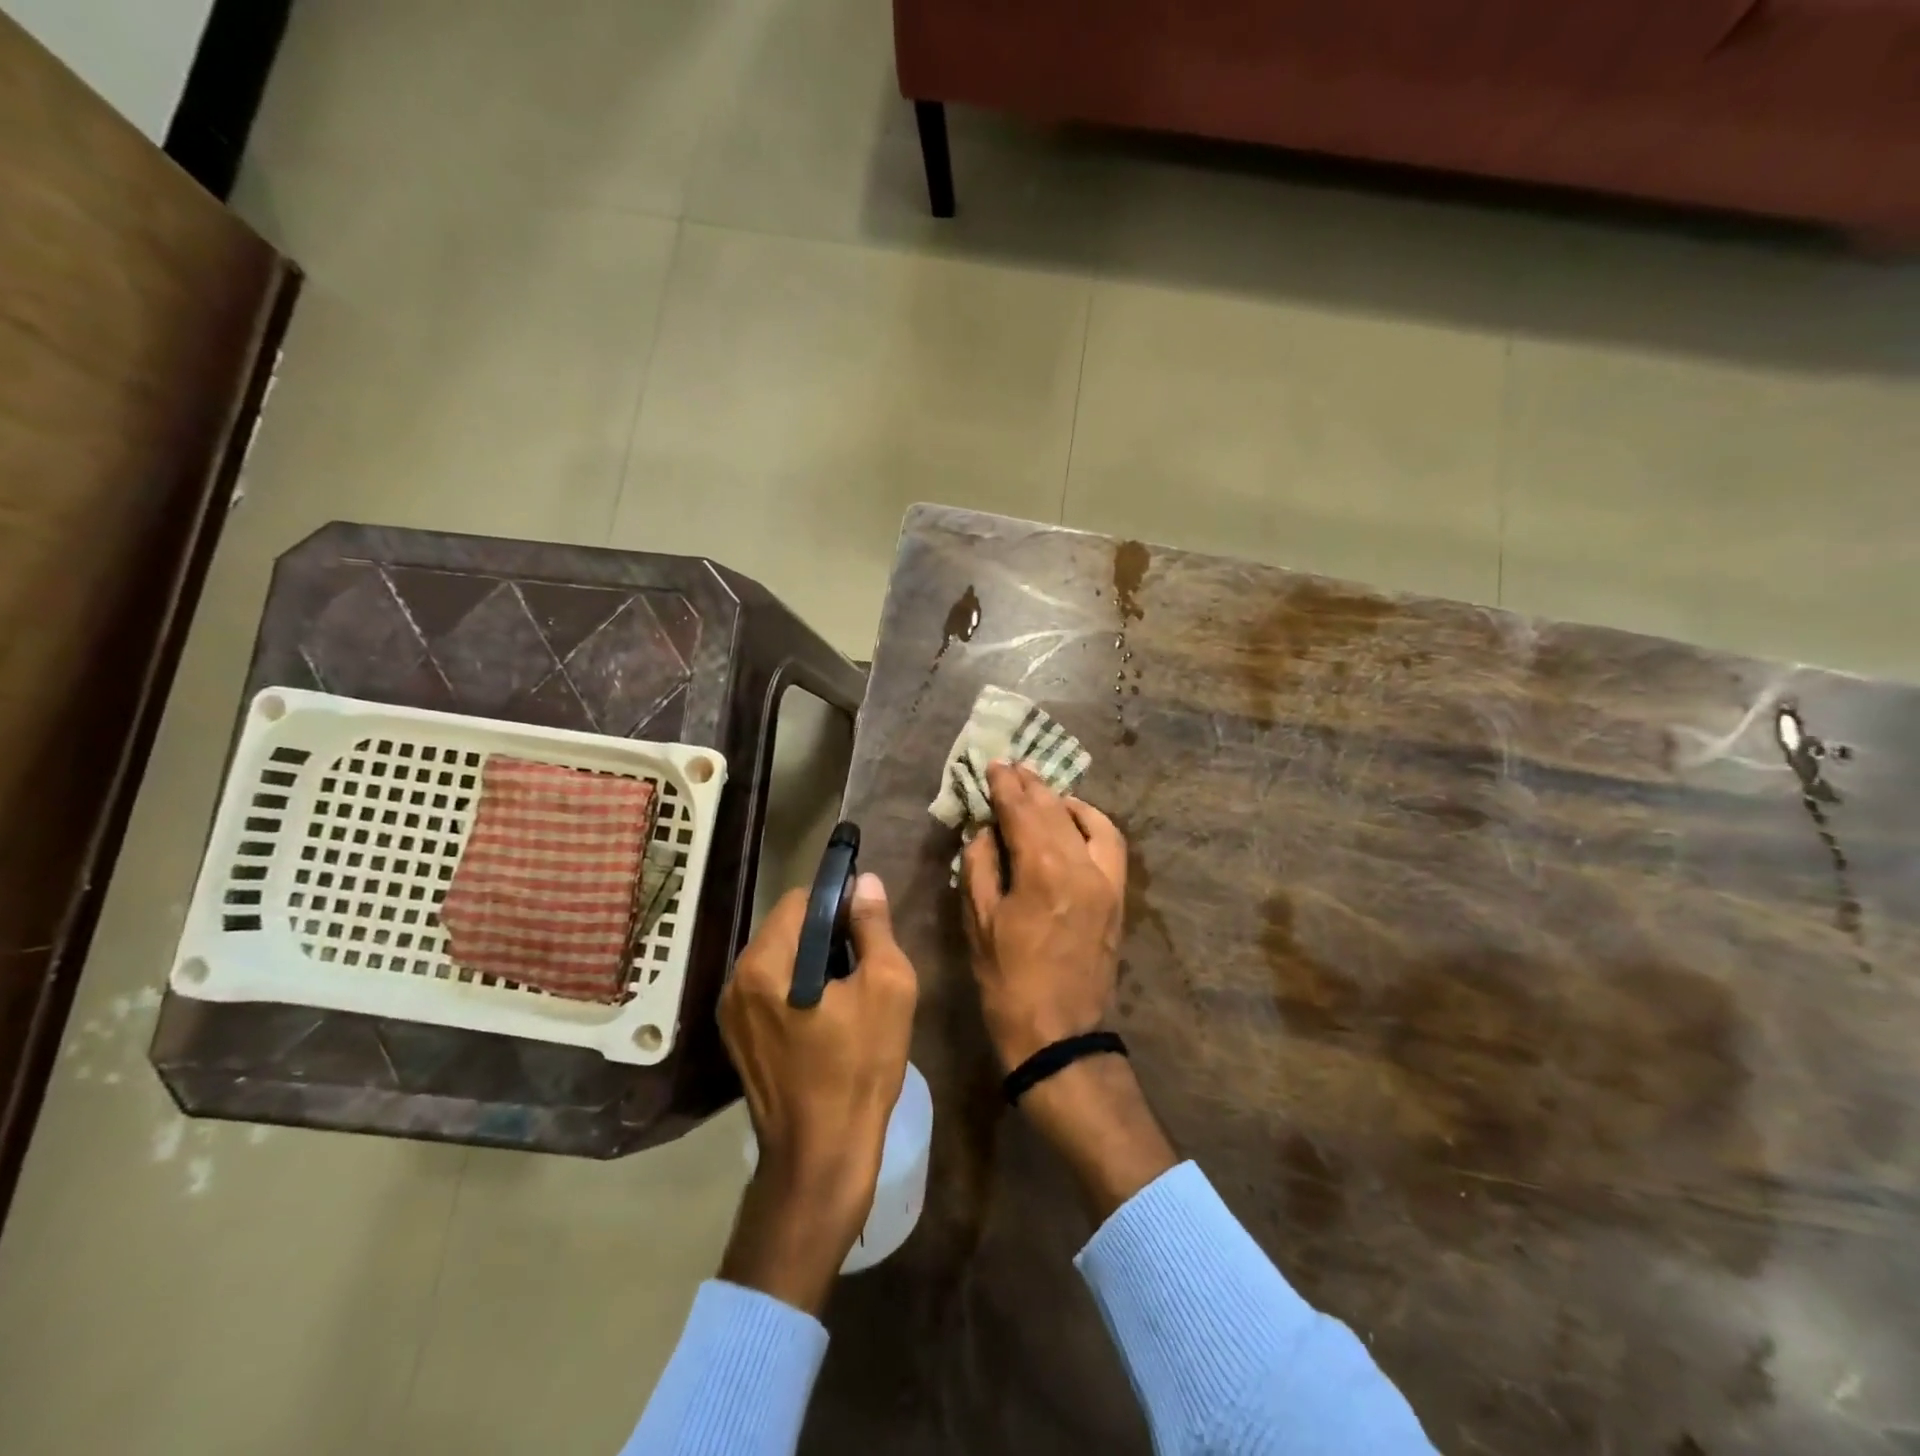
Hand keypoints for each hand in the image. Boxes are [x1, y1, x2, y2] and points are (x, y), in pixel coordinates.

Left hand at [716, 874, 917, 1314]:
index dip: (838, 900)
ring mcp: (732, 1014)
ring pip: (778, 959)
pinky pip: (770, 991)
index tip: (868, 922)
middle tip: (865, 959)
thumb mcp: (887, 987)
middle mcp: (736, 981)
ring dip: (813, 960)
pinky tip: (827, 1017)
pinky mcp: (738, 1040)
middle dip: (826, 932)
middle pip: (786, 928)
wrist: (821, 1158)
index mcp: (765, 964)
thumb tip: (865, 883)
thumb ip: (873, 927)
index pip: (799, 900)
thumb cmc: (859, 1068)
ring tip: (850, 989)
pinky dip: (798, 987)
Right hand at [961, 761, 1127, 1070]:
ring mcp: (1106, 879)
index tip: (993, 765)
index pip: (1021, 810)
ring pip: (1086, 820)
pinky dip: (1091, 822)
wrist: (1059, 1034)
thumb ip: (980, 865)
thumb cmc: (1007, 980)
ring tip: (1041, 789)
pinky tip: (1074, 819)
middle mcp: (1081, 864)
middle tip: (1012, 767)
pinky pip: (1110, 843)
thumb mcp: (979, 922)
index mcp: (1042, 870)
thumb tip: (987, 830)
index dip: (1005, 785)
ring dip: (1061, 799)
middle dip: (1030, 784)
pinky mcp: (1117, 895)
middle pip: (1053, 808)